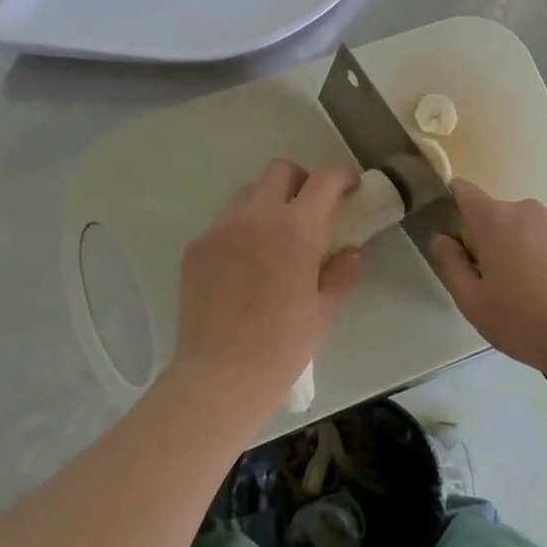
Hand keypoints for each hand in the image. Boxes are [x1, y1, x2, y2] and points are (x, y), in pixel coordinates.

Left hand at [171, 160, 362, 415]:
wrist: (221, 375)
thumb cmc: (283, 345)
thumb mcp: (324, 310)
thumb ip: (341, 272)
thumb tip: (349, 252)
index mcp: (296, 229)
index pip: (323, 180)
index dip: (342, 176)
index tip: (350, 187)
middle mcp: (256, 216)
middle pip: (280, 171)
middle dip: (301, 181)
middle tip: (310, 209)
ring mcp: (220, 229)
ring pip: (248, 193)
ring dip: (269, 202)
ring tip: (275, 236)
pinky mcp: (196, 247)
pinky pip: (223, 223)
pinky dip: (241, 229)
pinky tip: (245, 264)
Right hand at [428, 179, 546, 380]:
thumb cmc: (521, 320)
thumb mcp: (471, 301)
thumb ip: (450, 263)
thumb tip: (441, 238)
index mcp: (496, 220)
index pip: (463, 191)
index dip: (454, 206)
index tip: (457, 238)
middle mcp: (529, 211)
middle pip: (497, 215)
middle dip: (490, 240)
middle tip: (493, 282)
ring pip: (527, 229)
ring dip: (520, 248)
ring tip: (528, 291)